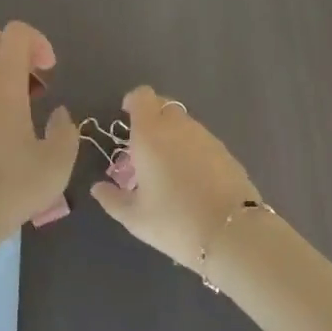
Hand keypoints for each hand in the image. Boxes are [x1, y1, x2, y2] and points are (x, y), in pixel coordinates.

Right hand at [90, 87, 260, 268]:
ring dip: (171, 135)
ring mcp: (206, 137)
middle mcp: (179, 126)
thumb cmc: (175, 221)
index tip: (126, 116)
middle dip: (151, 119)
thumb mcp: (135, 218)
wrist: (233, 233)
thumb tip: (98, 187)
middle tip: (142, 148)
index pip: (142, 96)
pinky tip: (191, 179)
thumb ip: (112, 199)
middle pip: (163, 106)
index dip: (132, 101)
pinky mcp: (225, 152)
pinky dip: (191, 149)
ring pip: (183, 124)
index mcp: (151, 133)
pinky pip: (201, 140)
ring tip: (166, 167)